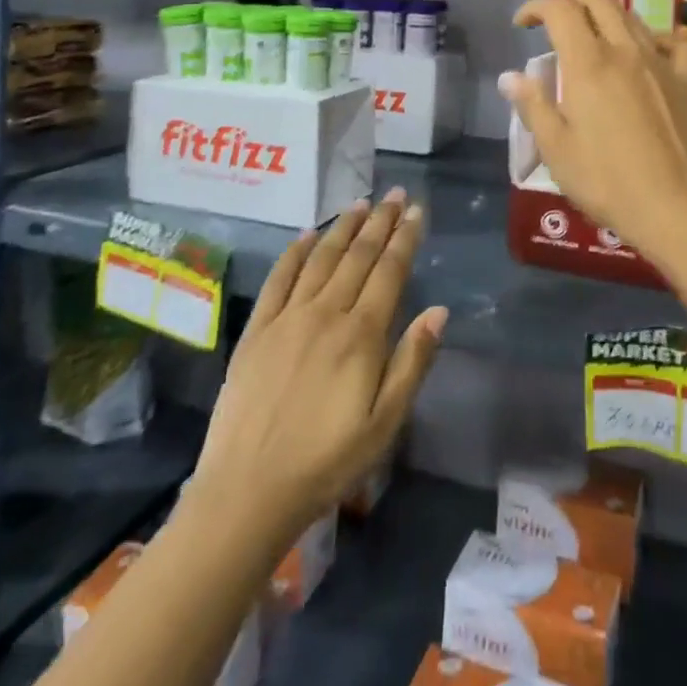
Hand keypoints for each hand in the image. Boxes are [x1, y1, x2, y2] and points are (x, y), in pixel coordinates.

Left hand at [191, 191, 445, 544]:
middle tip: (395, 194)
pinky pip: (279, 279)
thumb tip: (439, 311)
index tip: (417, 211)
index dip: (405, 239)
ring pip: (321, 259)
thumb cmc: (326, 462)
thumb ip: (412, 363)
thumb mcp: (384, 424)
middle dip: (380, 222)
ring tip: (361, 203)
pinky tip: (307, 234)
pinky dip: (294, 252)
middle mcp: (326, 313)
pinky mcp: (257, 329)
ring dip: (343, 227)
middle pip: (358, 256)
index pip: (389, 272)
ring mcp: (288, 318)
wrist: (247, 491)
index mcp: (361, 335)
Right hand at [500, 0, 686, 266]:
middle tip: (552, 15)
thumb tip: (510, 76)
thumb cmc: (608, 183)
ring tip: (590, 33)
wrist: (679, 209)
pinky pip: (674, 41)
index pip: (559, 9)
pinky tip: (649, 49)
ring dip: (604, 11)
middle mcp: (625, 50)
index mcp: (588, 63)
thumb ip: (533, 106)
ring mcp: (662, 62)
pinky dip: (654, 35)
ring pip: (630, 14)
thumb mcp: (557, 150)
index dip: (535, 6)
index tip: (521, 24)